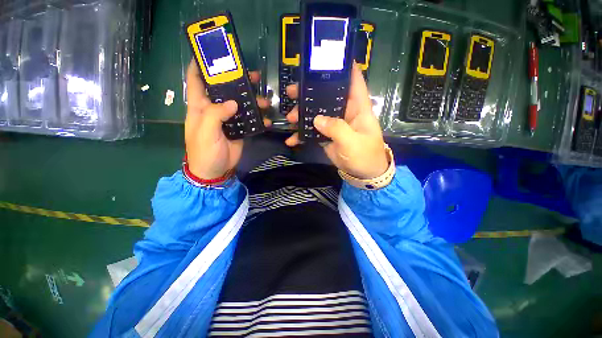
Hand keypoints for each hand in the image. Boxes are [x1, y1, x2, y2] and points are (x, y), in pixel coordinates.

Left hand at [185, 61, 270, 179]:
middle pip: (224, 89)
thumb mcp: (205, 131)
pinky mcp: (239, 129)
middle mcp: (214, 109)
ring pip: (240, 103)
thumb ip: (215, 114)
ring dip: (252, 100)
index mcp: (200, 106)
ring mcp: (228, 119)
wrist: (215, 171)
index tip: (211, 53)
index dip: (201, 65)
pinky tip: (267, 120)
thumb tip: (233, 102)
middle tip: (252, 75)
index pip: (196, 80)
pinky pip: (249, 119)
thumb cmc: (204, 151)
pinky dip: (258, 118)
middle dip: (236, 80)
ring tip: (265, 100)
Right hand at [284, 64, 387, 178]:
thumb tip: (317, 119)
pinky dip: (302, 135)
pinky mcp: (327, 135)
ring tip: (290, 117)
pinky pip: (313, 130)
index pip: (353, 81)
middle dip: (310, 92)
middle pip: (327, 95)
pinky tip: (292, 139)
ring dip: (302, 114)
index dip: (344, 66)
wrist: (362, 174)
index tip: (327, 57)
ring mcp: (334, 123)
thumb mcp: (352, 142)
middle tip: (292, 91)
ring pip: (316, 112)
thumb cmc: (364, 156)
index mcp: (358, 107)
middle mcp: (345, 111)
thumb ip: (336, 129)